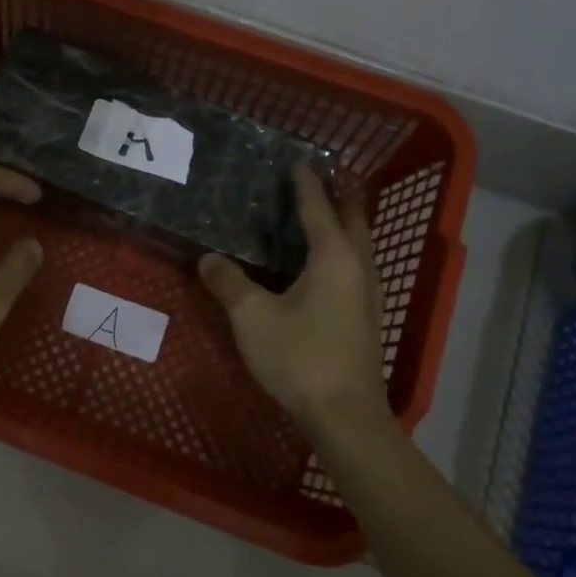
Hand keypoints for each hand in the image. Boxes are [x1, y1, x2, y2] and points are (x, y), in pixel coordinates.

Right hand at [198, 165, 389, 435]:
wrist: (344, 414)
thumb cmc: (299, 356)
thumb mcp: (252, 316)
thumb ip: (229, 283)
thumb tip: (208, 259)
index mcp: (333, 257)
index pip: (318, 209)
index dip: (306, 185)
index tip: (299, 162)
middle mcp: (357, 268)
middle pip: (353, 221)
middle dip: (340, 198)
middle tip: (325, 179)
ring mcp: (367, 295)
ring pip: (360, 247)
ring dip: (346, 225)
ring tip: (327, 216)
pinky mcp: (365, 319)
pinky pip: (356, 269)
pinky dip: (343, 253)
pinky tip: (326, 267)